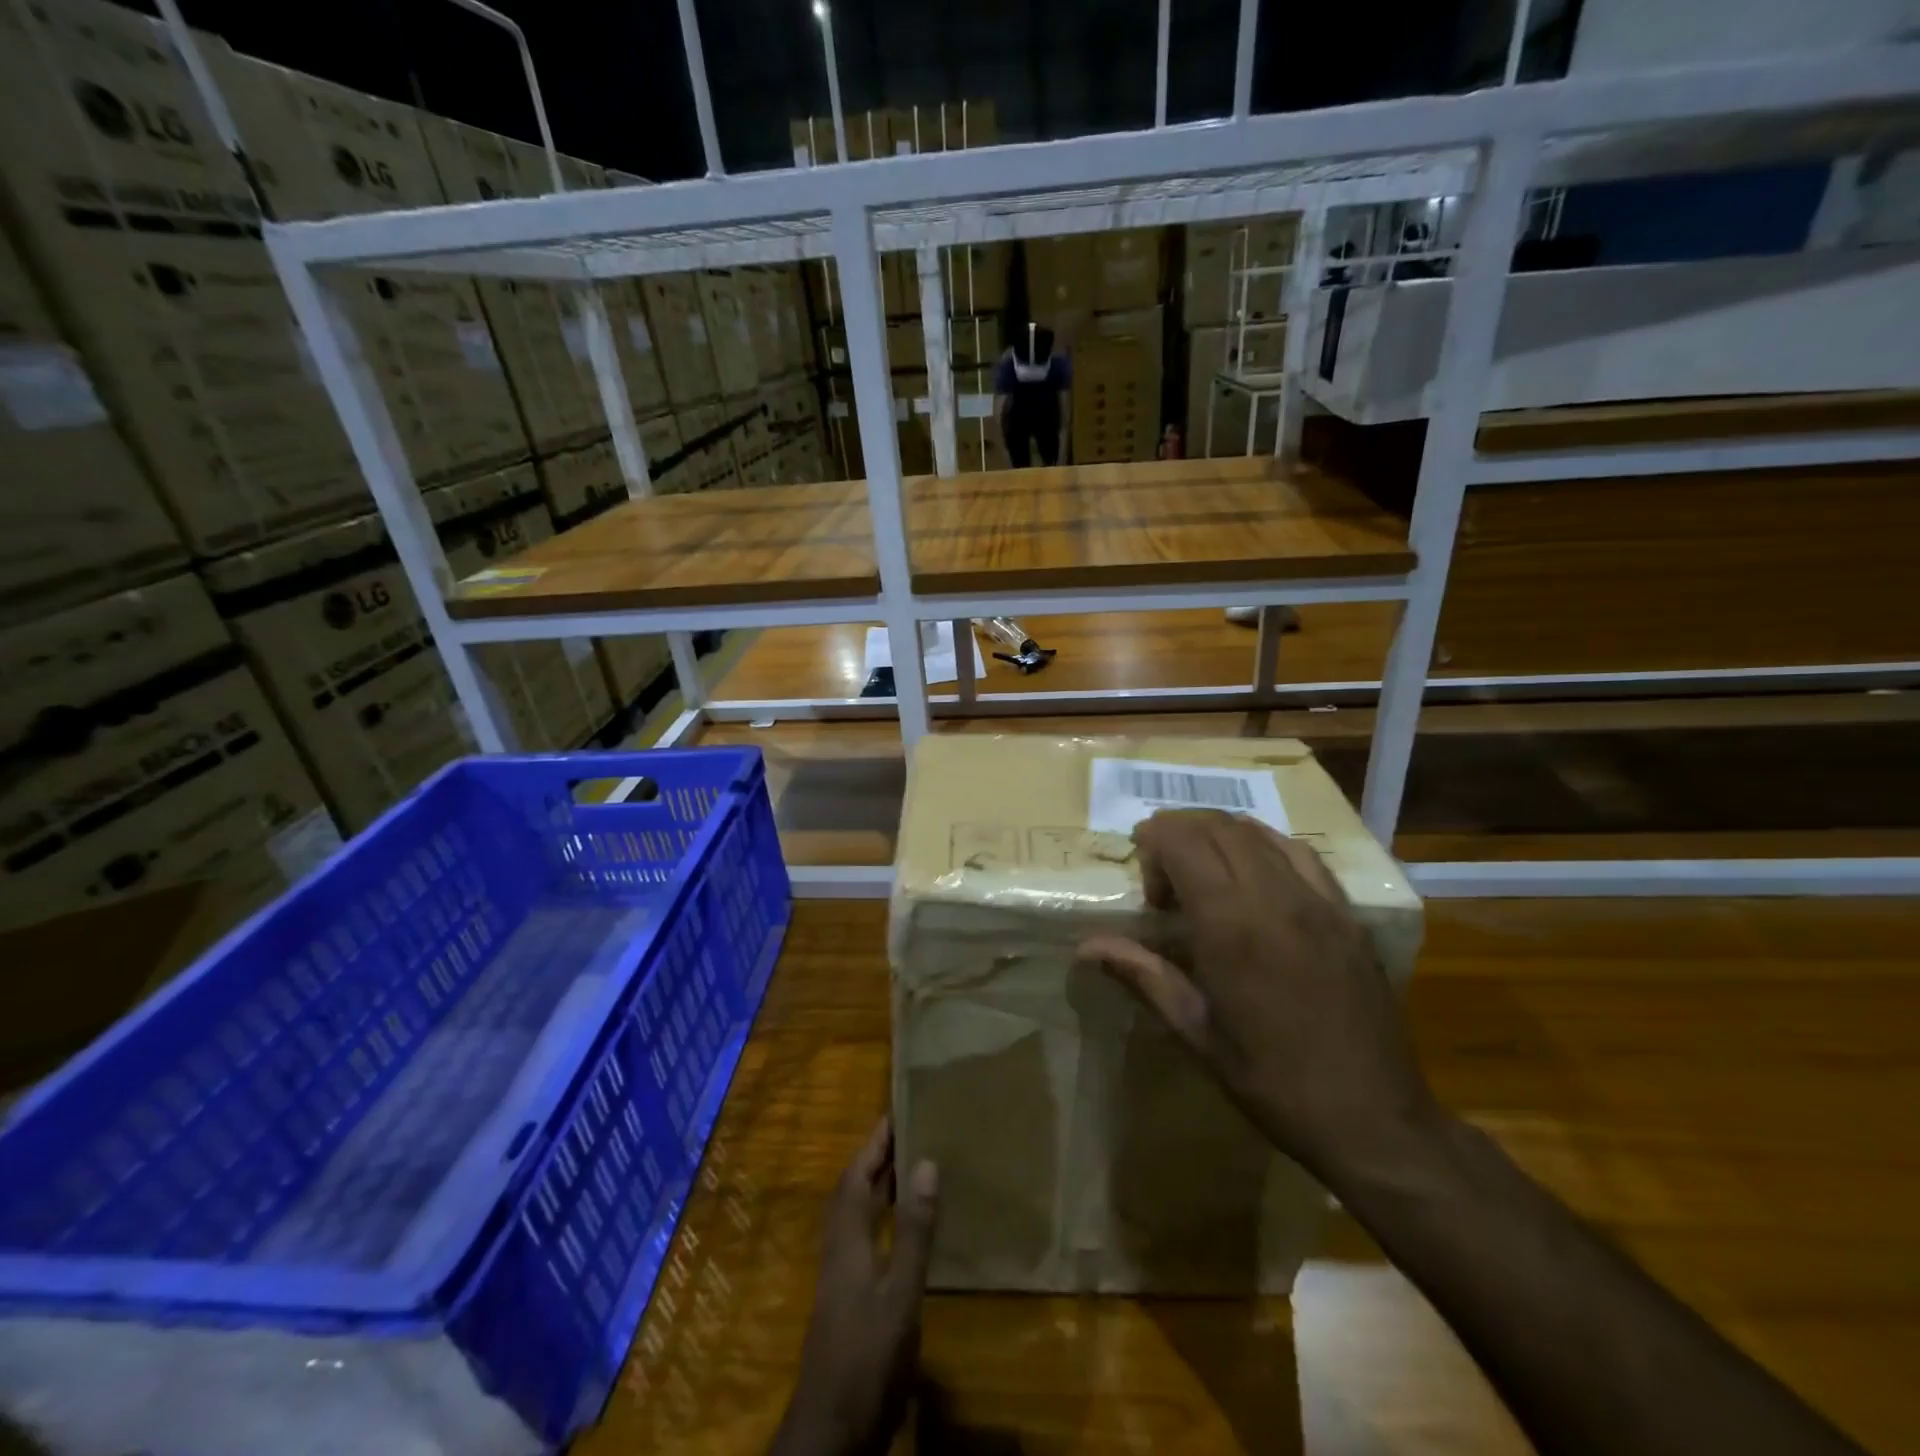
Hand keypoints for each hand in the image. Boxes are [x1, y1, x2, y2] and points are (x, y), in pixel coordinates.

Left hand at [772, 1119, 938, 1455]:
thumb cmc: (868, 1354)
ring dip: (877, 1185)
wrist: (832, 1429)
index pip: (857, 1174)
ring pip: (855, 1214)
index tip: (896, 1110)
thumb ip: (914, 1229)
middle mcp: (838, 1248)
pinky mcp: (846, 1298)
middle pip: (852, 1189)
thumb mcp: (900, 1292)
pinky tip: (902, 1227)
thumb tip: (926, 1162)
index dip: (875, 1142)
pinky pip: (861, 1236)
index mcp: (847, 1238)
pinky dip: (880, 1216)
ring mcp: (839, 1275)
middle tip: (908, 1131)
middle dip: (876, 1157)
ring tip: (909, 1166)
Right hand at [1078, 809, 1438, 1189]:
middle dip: (1179, 834)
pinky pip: (1299, 853)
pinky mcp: (1346, 912)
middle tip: (1166, 880)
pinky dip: (1263, 847)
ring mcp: (1318, 900)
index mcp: (1232, 926)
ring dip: (1218, 836)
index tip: (1145, 885)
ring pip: (1258, 832)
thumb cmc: (1273, 1082)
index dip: (1153, 843)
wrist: (1375, 1120)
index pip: (1184, 841)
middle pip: (1218, 826)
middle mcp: (1275, 897)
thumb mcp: (1197, 1033)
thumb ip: (1142, 976)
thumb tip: (1086, 946)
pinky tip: (1254, 878)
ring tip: (1203, 873)